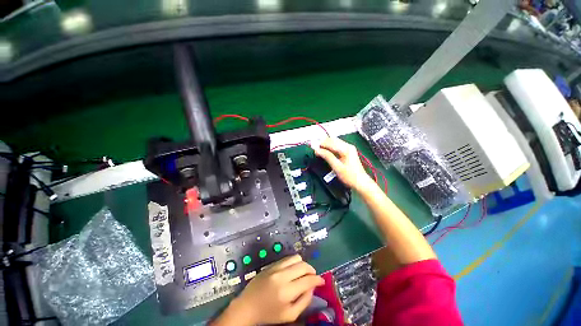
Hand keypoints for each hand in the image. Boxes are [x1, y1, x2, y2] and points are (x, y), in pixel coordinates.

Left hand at [213, 255, 324, 325]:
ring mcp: (276, 268)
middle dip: (312, 270)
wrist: (248, 306)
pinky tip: (293, 270)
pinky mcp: (271, 264)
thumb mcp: (290, 315)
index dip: (318, 279)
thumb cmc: (269, 314)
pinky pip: (287, 258)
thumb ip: (304, 301)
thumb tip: (312, 287)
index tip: (322, 281)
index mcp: (287, 292)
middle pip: (303, 265)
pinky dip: (294, 262)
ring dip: (303, 264)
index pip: (308, 280)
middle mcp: (282, 276)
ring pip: (296, 258)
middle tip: (313, 276)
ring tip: (303, 272)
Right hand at [312, 138, 373, 191]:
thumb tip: (317, 150)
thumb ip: (327, 157)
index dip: (320, 145)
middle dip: (323, 143)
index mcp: (346, 148)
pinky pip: (337, 146)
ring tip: (319, 151)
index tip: (313, 148)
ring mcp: (349, 148)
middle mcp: (348, 146)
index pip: (330, 142)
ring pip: (334, 142)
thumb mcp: (337, 167)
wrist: (361, 183)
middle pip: (332, 140)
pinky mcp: (348, 152)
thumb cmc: (349, 176)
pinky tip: (326, 152)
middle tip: (315, 150)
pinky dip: (330, 148)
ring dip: (326, 145)